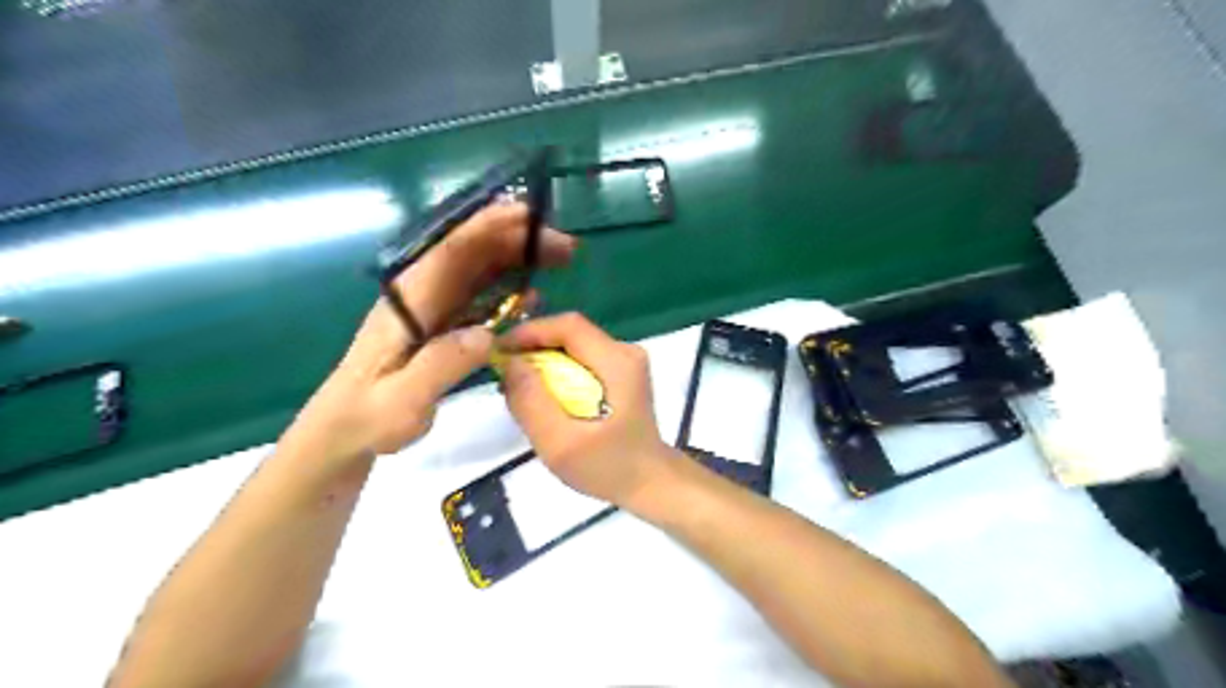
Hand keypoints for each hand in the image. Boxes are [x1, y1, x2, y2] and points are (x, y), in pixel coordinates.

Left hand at [285, 201, 574, 464]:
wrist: (344, 433)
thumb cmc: (367, 418)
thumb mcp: (401, 400)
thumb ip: (440, 365)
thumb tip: (487, 334)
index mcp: (409, 301)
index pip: (450, 251)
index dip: (489, 226)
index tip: (529, 215)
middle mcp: (423, 295)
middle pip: (473, 253)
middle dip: (517, 239)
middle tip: (564, 246)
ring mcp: (433, 309)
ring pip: (480, 270)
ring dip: (518, 259)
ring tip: (559, 259)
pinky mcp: (443, 325)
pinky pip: (481, 297)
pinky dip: (510, 289)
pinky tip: (534, 296)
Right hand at [496, 311, 673, 504]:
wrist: (649, 481)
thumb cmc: (608, 467)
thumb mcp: (561, 444)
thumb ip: (532, 402)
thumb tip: (510, 363)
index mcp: (617, 362)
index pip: (569, 326)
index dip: (530, 332)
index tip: (500, 352)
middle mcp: (625, 352)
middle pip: (570, 333)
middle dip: (533, 347)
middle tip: (505, 375)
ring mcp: (625, 360)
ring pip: (573, 345)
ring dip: (543, 359)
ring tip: (520, 386)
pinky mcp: (621, 372)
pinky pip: (581, 358)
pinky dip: (557, 370)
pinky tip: (545, 394)